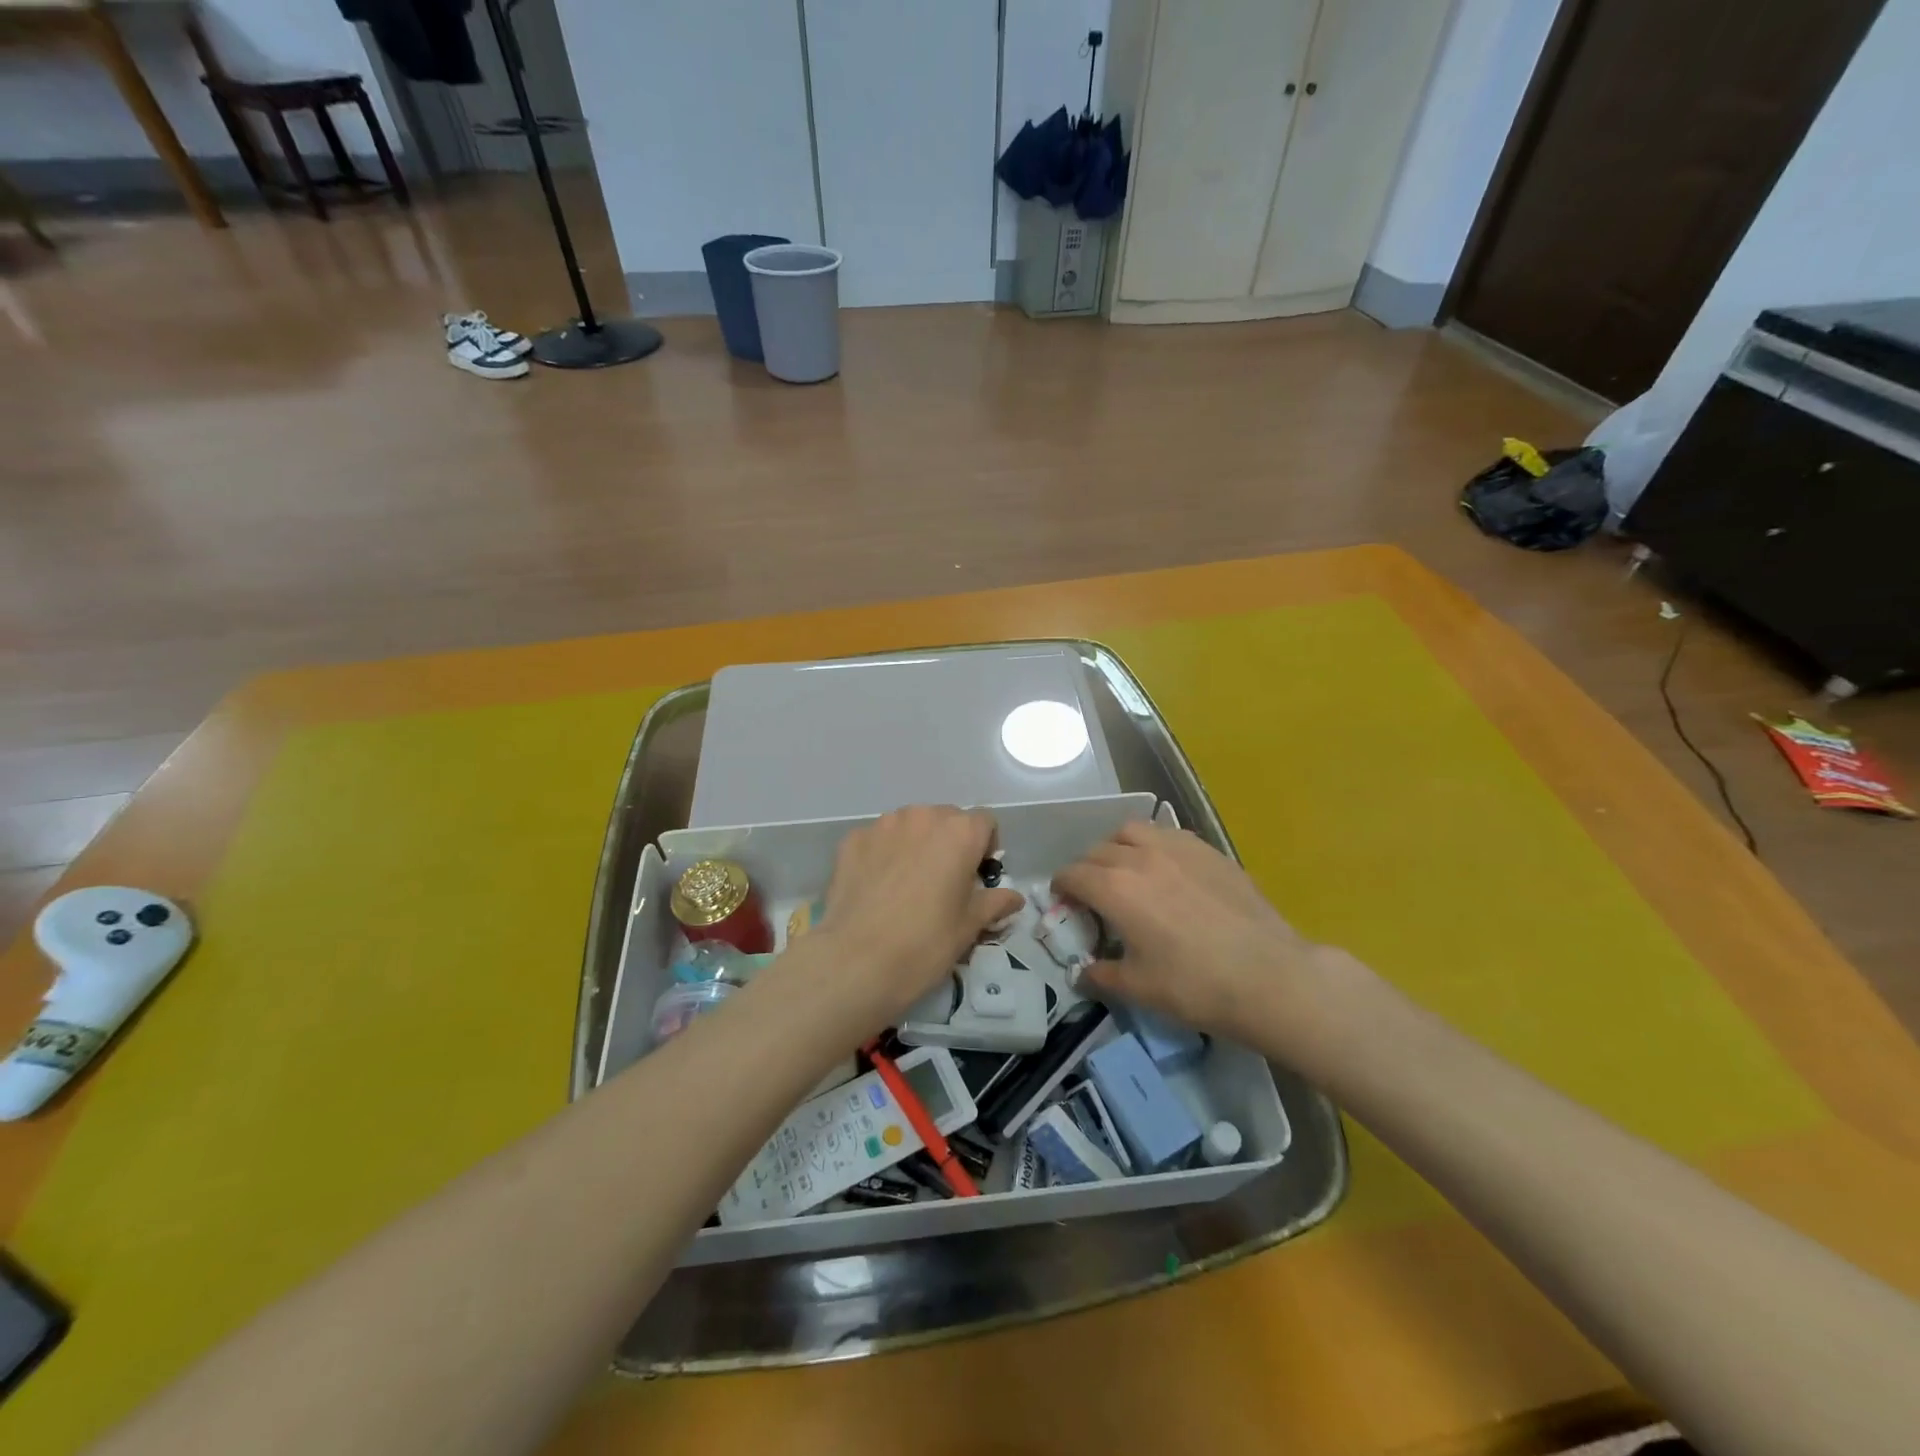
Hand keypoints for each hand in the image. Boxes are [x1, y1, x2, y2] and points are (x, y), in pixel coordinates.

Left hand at [810, 806, 1024, 1030]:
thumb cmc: (926, 943)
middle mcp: (923, 817)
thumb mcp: (969, 926)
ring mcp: (883, 825)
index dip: (985, 848)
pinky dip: (884, 854)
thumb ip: (995, 903)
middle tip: (943, 883)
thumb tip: (1014, 898)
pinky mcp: (852, 839)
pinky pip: (879, 839)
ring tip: (907, 885)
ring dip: (916, 845)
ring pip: (911, 826)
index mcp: (960, 833)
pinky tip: (877, 888)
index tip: (977, 877)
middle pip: (947, 819)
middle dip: (950, 843)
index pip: (985, 823)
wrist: (856, 961)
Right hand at [1053, 821, 1361, 1047]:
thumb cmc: (1196, 986)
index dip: (1062, 888)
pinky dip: (1154, 845)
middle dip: (1087, 870)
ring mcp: (1177, 848)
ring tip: (1127, 870)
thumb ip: (1101, 974)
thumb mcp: (1138, 988)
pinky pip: (1169, 834)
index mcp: (1114, 888)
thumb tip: (1082, 972)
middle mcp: (1140, 857)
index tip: (1064, 903)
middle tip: (1094, 896)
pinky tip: (1167, 870)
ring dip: (1118, 847)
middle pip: (1098, 851)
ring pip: (1132, 831)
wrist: (1269, 977)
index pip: (1073, 875)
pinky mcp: (1209, 851)